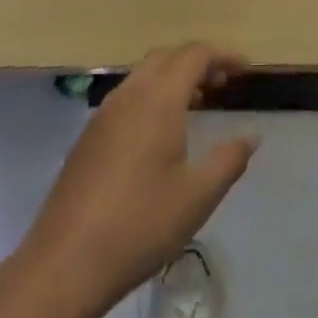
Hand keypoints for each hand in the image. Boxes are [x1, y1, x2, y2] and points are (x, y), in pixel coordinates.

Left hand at [22, 44, 259, 312]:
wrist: (65, 262)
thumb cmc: (140, 224)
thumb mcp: (198, 196)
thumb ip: (229, 160)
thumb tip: (251, 136)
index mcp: (158, 99)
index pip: (194, 55)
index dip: (223, 56)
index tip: (246, 70)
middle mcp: (129, 95)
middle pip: (167, 57)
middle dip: (197, 62)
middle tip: (223, 85)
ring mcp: (103, 114)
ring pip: (143, 75)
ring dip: (173, 78)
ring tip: (197, 104)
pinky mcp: (88, 136)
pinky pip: (127, 96)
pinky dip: (152, 95)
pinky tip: (160, 133)